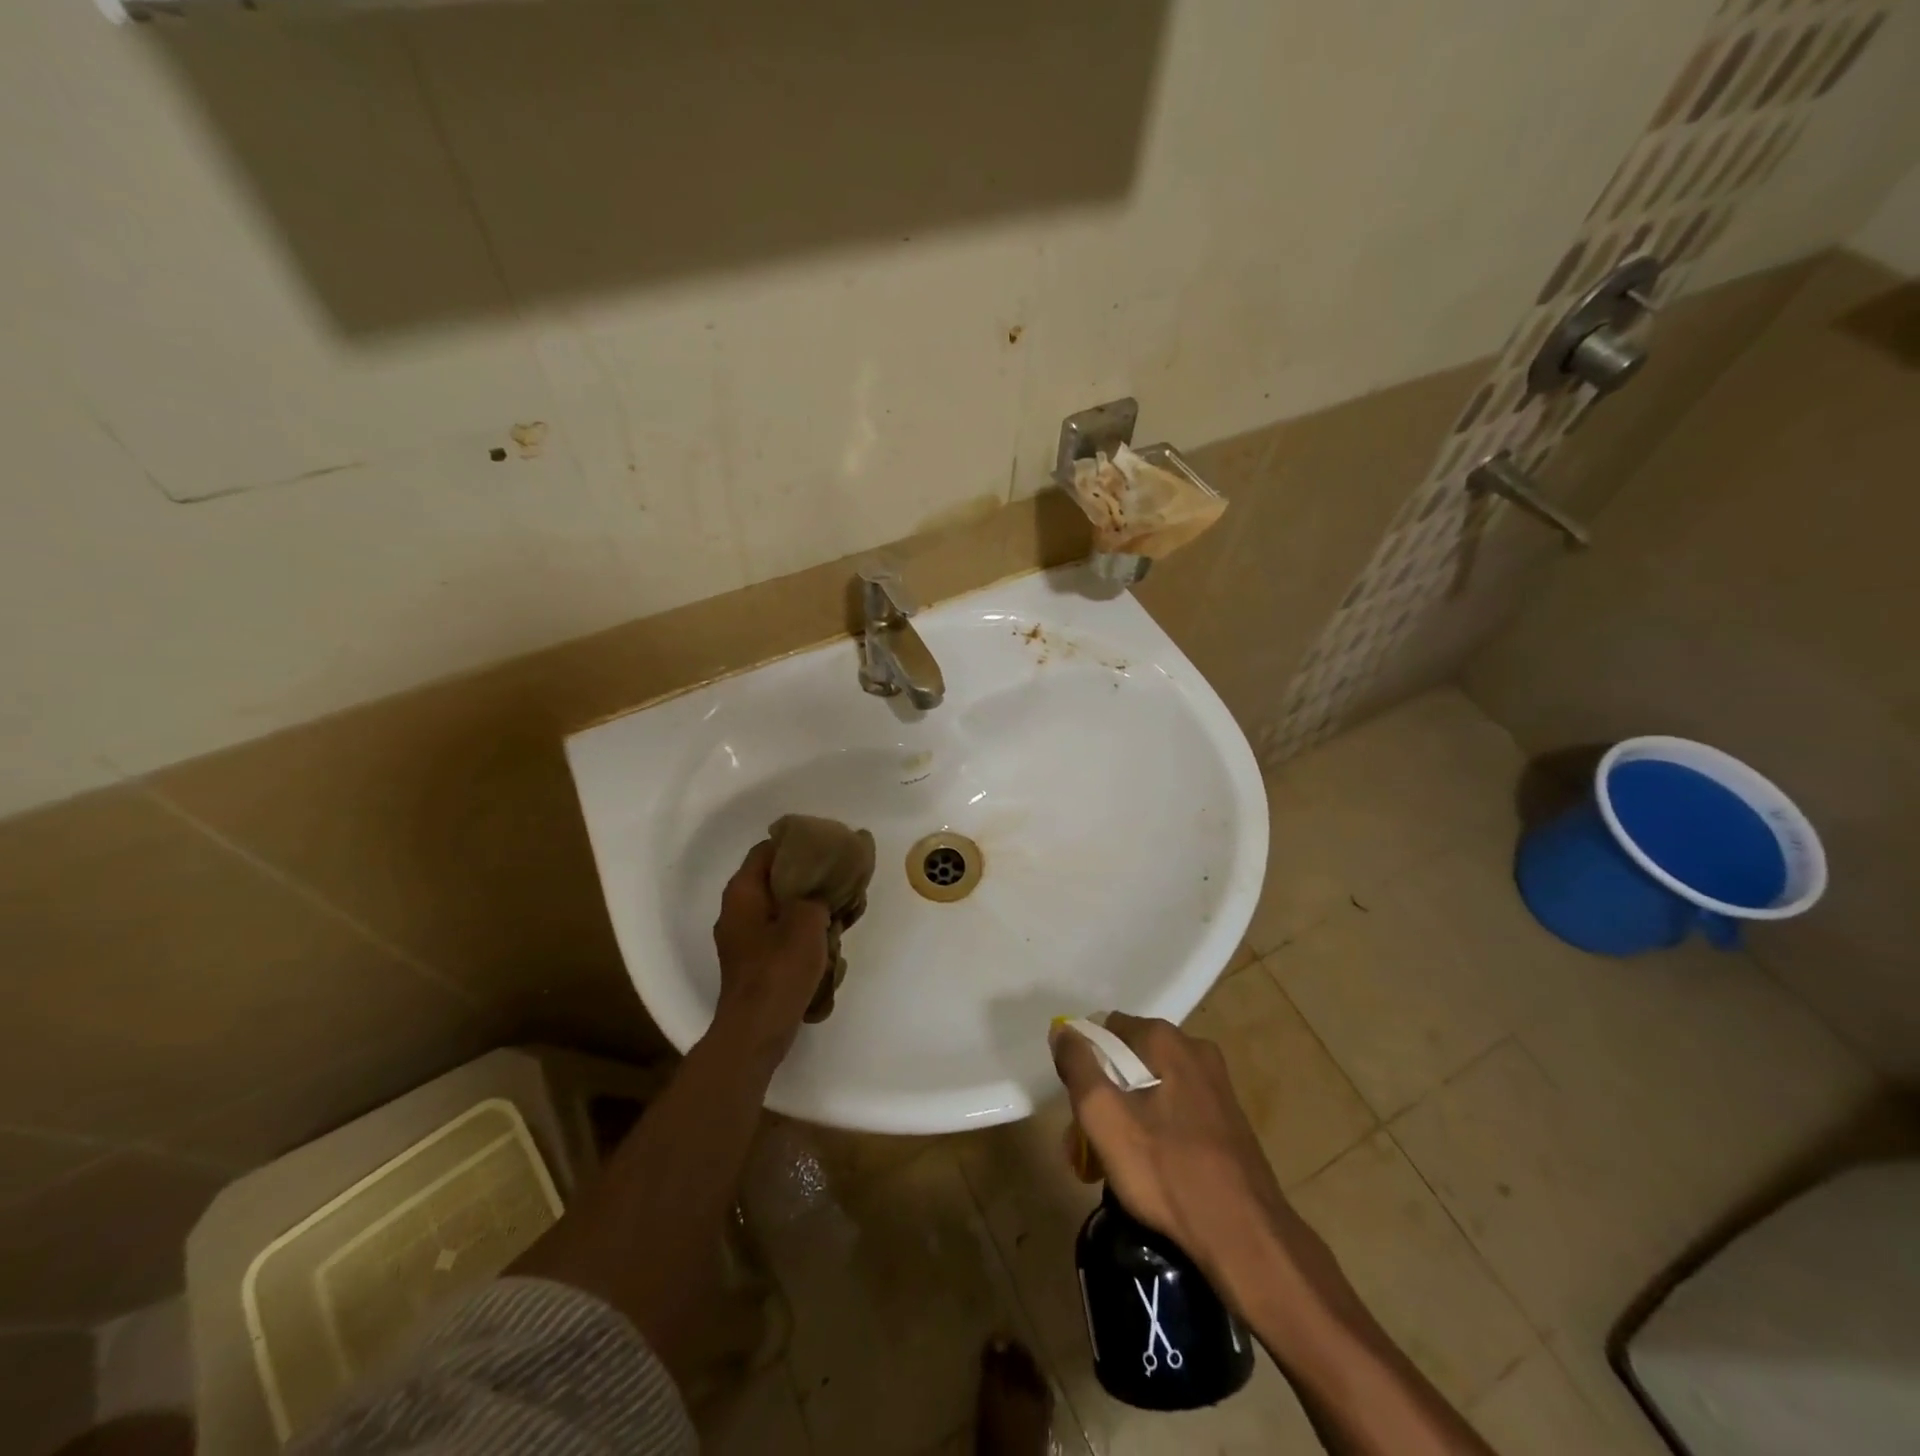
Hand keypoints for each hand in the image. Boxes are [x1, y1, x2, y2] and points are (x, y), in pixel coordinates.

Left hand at [711, 841, 830, 1056]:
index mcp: (743, 892)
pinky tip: (832, 936)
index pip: (767, 850)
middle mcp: (738, 910)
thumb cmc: (779, 968)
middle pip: (776, 878)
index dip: (797, 843)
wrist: (757, 1029)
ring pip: (782, 907)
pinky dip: (805, 929)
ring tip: (845, 908)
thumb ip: (817, 894)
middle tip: (842, 878)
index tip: (827, 846)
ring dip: (811, 906)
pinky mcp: (756, 961)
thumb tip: (822, 891)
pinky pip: (782, 932)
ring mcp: (745, 938)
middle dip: (810, 877)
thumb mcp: (807, 920)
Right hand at [1050, 1014, 1296, 1294]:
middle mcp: (1195, 1050)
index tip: (1078, 1109)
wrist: (1247, 1238)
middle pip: (1129, 1061)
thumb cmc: (1167, 1171)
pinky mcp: (1229, 1120)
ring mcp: (1217, 1085)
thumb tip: (1063, 1030)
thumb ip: (1078, 1067)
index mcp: (1166, 1039)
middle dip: (1104, 1098)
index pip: (1107, 1029)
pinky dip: (1156, 1132)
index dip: (1084, 1065)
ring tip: (1114, 1167)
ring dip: (1127, 1118)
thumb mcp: (1104, 1117)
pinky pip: (1177, 1111)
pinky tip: (1152, 1171)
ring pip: (1153, 1089)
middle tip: (1088, 1147)